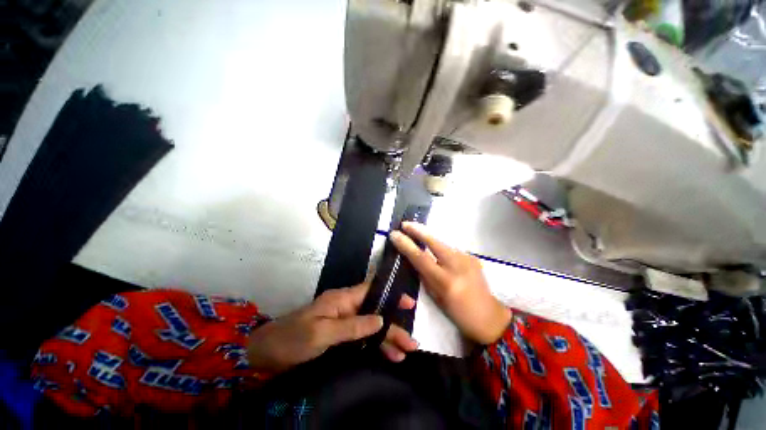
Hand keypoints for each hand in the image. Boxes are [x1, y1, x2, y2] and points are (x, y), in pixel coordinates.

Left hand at [246, 283, 418, 373]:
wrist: (266, 353)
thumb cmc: (293, 338)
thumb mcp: (322, 332)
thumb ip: (352, 326)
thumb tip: (380, 320)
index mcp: (342, 299)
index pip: (372, 290)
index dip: (391, 294)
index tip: (409, 301)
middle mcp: (346, 307)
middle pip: (375, 312)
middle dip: (393, 325)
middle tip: (411, 342)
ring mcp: (343, 322)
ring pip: (371, 327)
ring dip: (387, 339)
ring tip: (404, 354)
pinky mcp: (340, 336)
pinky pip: (362, 338)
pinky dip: (375, 346)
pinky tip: (387, 355)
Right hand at [390, 222, 511, 344]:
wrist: (490, 317)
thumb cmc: (459, 313)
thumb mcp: (436, 297)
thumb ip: (425, 276)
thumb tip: (414, 258)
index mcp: (446, 281)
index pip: (421, 258)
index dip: (406, 244)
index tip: (394, 234)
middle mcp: (457, 266)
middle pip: (434, 242)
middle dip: (417, 230)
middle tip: (404, 224)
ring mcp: (467, 258)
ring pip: (442, 243)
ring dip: (428, 238)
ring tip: (416, 234)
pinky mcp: (473, 256)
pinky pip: (450, 249)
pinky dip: (440, 247)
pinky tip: (436, 250)